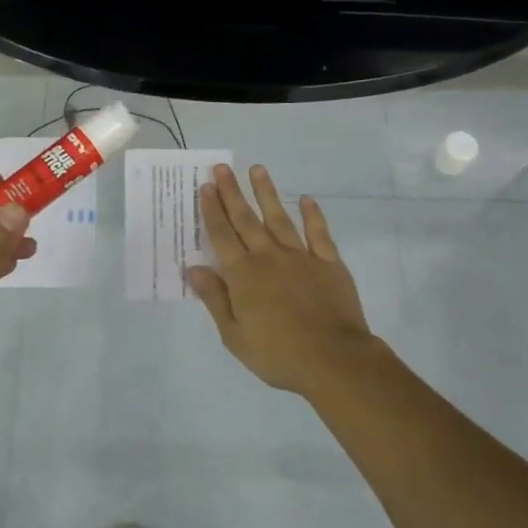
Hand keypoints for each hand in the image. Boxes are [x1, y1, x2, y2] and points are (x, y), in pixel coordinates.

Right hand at [188, 164, 380, 398]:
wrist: (333, 360)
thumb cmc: (278, 354)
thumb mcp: (234, 335)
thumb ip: (215, 299)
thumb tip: (194, 268)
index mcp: (243, 275)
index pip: (222, 235)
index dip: (212, 210)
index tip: (205, 187)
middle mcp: (268, 257)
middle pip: (246, 219)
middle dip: (232, 192)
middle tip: (222, 168)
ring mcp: (301, 257)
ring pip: (279, 218)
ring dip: (267, 193)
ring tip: (258, 169)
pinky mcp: (329, 263)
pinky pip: (318, 233)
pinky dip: (312, 215)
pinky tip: (306, 199)